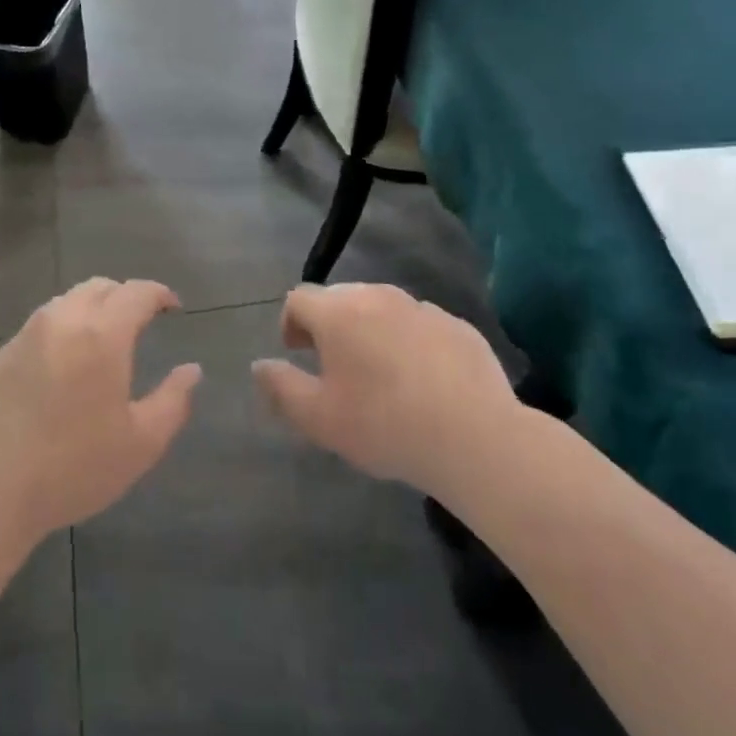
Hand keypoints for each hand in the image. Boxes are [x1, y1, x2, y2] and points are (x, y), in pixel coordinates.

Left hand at [0, 279, 201, 545]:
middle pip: (98, 287)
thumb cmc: (72, 468)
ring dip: (91, 309)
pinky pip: (39, 327)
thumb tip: (191, 370)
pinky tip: (64, 366)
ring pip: (65, 302)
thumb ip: (173, 401)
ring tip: (103, 340)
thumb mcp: (141, 443)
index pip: (136, 293)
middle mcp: (61, 321)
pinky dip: (62, 331)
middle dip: (125, 296)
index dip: (159, 294)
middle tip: (141, 320)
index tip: (173, 307)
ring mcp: (24, 336)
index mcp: (101, 335)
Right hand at [251, 283, 524, 498]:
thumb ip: (280, 387)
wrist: (475, 438)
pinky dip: (408, 341)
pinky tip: (420, 381)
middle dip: (329, 324)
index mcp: (339, 312)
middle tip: (333, 365)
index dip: (290, 323)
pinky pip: (419, 325)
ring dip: (370, 330)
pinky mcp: (457, 326)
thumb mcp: (318, 418)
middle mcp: (378, 297)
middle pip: (340, 298)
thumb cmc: (384, 425)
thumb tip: (260, 365)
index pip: (299, 298)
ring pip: (382, 309)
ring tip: (378, 374)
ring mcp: (423, 308)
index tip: (298, 354)